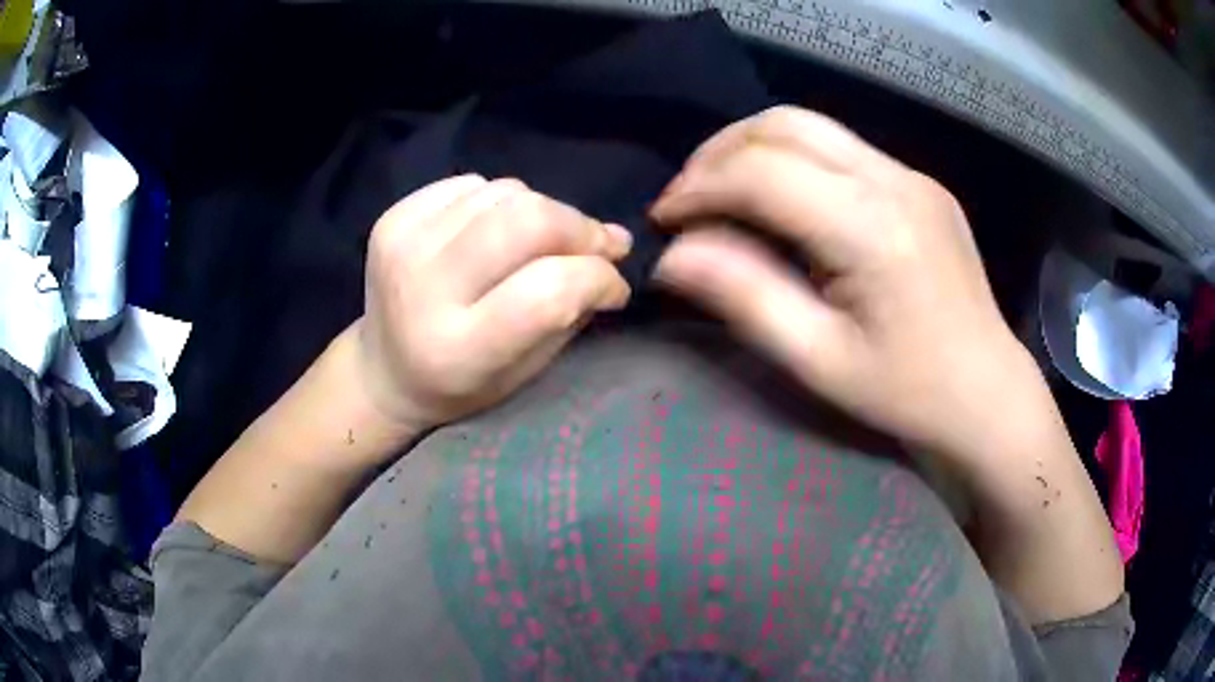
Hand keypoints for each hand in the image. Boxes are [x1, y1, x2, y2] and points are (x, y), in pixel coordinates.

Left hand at [358, 175, 631, 434]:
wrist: (383, 370)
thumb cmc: (462, 385)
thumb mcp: (526, 371)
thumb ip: (573, 309)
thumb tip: (616, 243)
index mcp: (459, 349)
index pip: (549, 290)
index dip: (597, 278)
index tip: (614, 285)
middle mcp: (424, 289)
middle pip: (526, 221)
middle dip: (579, 228)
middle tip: (596, 246)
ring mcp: (402, 244)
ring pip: (505, 192)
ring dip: (544, 212)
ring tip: (543, 243)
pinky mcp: (393, 217)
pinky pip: (473, 183)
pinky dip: (501, 200)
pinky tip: (496, 230)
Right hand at [652, 106, 1048, 462]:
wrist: (986, 392)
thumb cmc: (906, 392)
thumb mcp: (818, 361)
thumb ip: (744, 297)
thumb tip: (672, 255)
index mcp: (872, 229)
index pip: (762, 173)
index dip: (700, 187)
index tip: (665, 220)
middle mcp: (895, 182)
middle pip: (784, 125)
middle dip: (719, 153)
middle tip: (688, 200)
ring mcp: (912, 176)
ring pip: (811, 126)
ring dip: (752, 148)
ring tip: (722, 193)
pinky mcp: (919, 183)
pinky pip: (841, 148)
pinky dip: (793, 159)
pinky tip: (781, 200)